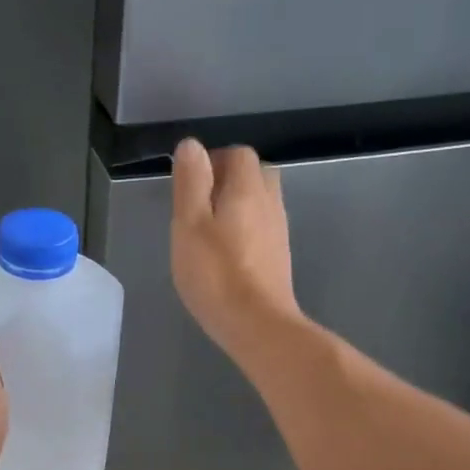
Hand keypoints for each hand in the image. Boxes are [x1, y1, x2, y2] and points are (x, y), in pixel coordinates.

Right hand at [170, 138, 300, 360]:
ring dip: (237, 207)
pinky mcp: (279, 259)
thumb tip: (192, 145)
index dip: (214, 160)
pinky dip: (245, 230)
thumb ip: (191, 182)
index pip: (239, 154)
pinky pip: (262, 229)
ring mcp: (279, 232)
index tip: (190, 183)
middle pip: (255, 176)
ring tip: (208, 231)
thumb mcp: (190, 224)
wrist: (257, 324)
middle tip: (199, 205)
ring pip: (260, 203)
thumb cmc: (216, 274)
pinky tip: (226, 255)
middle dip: (228, 181)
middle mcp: (270, 203)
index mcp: (247, 189)